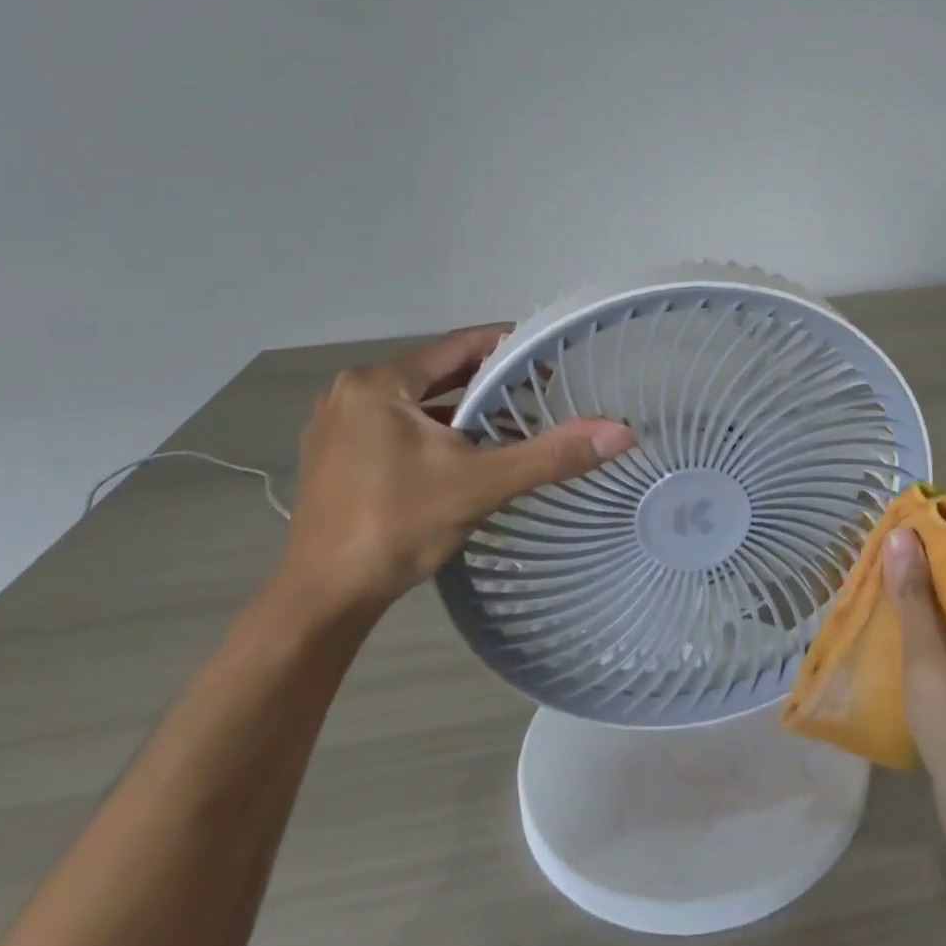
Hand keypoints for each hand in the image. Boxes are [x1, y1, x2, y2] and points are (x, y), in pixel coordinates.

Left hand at [279, 324, 636, 615]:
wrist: (323, 599)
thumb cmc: (398, 527)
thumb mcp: (482, 484)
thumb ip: (552, 454)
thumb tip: (622, 433)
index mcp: (378, 384)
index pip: (458, 347)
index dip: (508, 348)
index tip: (549, 358)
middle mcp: (351, 394)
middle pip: (437, 373)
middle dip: (489, 383)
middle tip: (539, 394)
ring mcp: (337, 427)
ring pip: (417, 403)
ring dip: (462, 409)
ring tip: (511, 423)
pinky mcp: (334, 458)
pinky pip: (396, 427)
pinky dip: (434, 431)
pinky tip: (464, 454)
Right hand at [887, 529, 945, 842]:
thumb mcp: (929, 661)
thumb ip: (912, 597)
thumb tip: (901, 535)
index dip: (920, 562)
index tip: (877, 555)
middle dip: (913, 596)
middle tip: (866, 588)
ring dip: (916, 626)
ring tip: (871, 616)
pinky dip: (927, 653)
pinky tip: (892, 656)